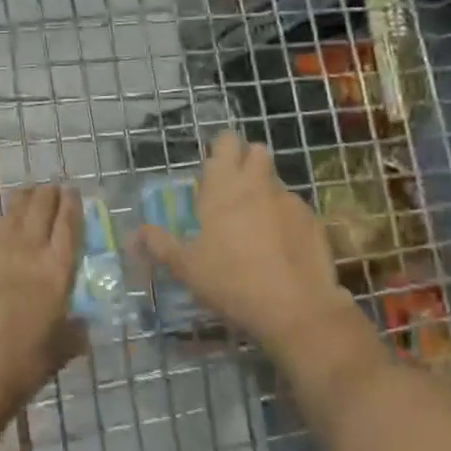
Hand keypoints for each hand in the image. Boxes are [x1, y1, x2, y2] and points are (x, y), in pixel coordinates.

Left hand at [0, 184, 86, 445]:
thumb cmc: (25, 363)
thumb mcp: (61, 350)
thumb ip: (74, 333)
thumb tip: (81, 326)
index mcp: (57, 270)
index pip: (68, 225)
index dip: (72, 205)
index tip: (73, 192)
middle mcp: (29, 252)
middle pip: (40, 209)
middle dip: (48, 195)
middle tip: (53, 190)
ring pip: (14, 213)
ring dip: (25, 200)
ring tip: (30, 193)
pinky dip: (5, 221)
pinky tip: (7, 224)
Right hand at [136, 132, 377, 366]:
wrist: (296, 309)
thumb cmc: (232, 282)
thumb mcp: (187, 268)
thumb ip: (160, 245)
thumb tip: (137, 233)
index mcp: (224, 188)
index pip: (225, 142)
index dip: (221, 148)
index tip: (213, 167)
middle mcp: (258, 184)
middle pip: (257, 151)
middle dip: (247, 161)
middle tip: (233, 191)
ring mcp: (290, 201)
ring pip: (275, 181)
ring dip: (265, 192)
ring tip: (256, 225)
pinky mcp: (314, 221)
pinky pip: (295, 209)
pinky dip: (286, 219)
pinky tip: (282, 247)